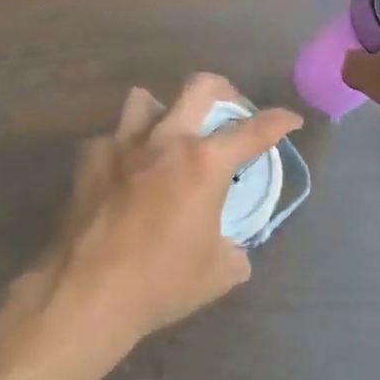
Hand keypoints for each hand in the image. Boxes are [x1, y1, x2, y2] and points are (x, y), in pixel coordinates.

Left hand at [43, 74, 301, 356]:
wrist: (89, 292)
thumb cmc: (162, 282)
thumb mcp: (220, 272)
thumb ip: (236, 249)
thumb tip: (234, 247)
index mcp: (204, 164)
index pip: (253, 130)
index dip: (279, 121)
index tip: (291, 120)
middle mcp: (165, 141)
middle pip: (200, 87)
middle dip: (225, 92)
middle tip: (230, 112)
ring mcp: (122, 144)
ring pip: (146, 100)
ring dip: (164, 112)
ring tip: (168, 137)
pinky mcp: (88, 159)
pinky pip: (112, 139)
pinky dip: (124, 151)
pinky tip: (124, 176)